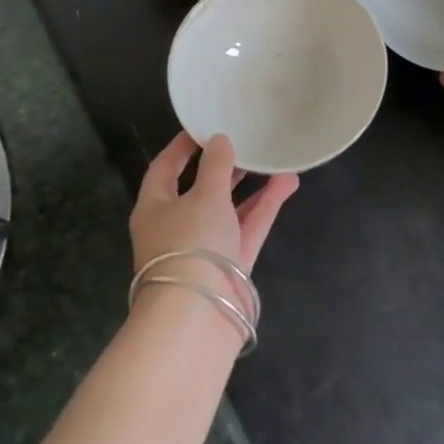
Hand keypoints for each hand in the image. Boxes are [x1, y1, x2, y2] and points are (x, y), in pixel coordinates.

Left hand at [130, 132, 297, 275]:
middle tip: (245, 141)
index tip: (204, 126)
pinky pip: (249, 226)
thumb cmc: (190, 244)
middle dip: (222, 166)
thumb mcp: (205, 195)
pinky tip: (287, 182)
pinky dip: (265, 205)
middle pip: (199, 189)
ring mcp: (205, 247)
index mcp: (155, 207)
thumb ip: (216, 165)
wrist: (197, 317)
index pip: (164, 168)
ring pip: (229, 208)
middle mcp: (177, 225)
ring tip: (273, 158)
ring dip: (250, 185)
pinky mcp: (231, 263)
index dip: (182, 146)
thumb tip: (219, 140)